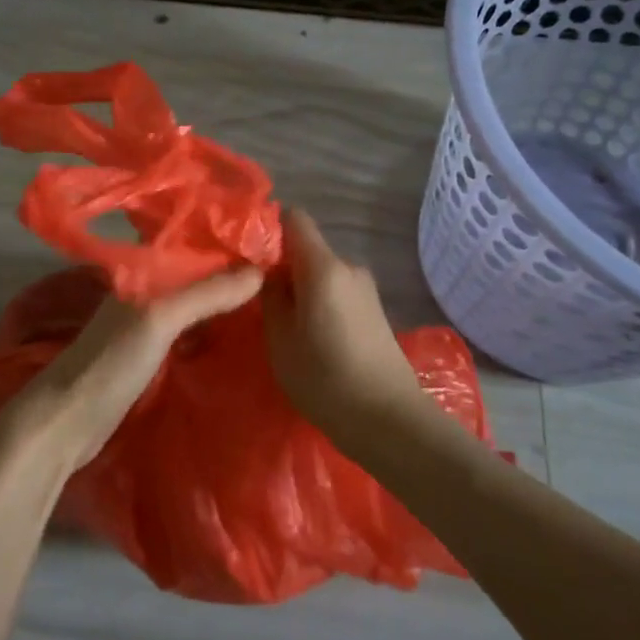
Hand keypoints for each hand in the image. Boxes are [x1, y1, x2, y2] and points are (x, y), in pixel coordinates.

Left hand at [0, 266, 264, 475]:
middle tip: (283, 275)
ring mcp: (146, 325)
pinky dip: (212, 328)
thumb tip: (259, 271)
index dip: (225, 239)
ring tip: (272, 300)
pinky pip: (189, 331)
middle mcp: (145, 291)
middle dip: (231, 271)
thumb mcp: (160, 320)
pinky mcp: (149, 355)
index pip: (190, 243)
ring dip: (223, 300)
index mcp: (142, 272)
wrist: (66, 422)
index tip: (270, 241)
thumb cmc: (110, 362)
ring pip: (193, 303)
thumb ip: (205, 294)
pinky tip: (239, 335)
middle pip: (195, 273)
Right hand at [262, 210, 428, 438]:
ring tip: (285, 324)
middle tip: (260, 299)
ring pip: (322, 273)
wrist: (389, 420)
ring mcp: (365, 289)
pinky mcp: (374, 310)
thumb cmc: (325, 379)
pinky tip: (312, 336)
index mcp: (323, 266)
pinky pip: (337, 291)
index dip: (270, 228)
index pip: (295, 218)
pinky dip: (320, 303)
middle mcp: (348, 267)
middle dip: (283, 266)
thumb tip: (270, 273)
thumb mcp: (280, 340)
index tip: (250, 255)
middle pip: (308, 248)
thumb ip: (271, 297)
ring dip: (302, 289)